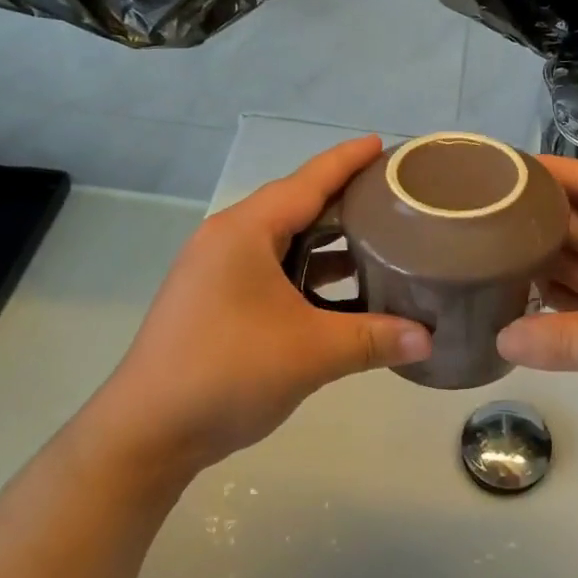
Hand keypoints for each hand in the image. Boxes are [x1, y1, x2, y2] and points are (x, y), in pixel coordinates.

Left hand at [84, 137, 430, 476]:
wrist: (147, 432)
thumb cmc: (227, 373)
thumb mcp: (311, 353)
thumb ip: (374, 339)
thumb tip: (429, 339)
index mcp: (245, 232)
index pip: (307, 182)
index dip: (346, 161)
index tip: (381, 145)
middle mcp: (228, 241)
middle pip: (295, 207)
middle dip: (343, 201)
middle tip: (392, 198)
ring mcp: (217, 272)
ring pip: (284, 243)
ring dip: (327, 243)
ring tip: (378, 241)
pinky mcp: (216, 301)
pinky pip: (272, 272)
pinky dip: (308, 275)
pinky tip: (342, 293)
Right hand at [497, 157, 577, 461]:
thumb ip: (564, 339)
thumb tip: (499, 337)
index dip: (546, 170)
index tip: (498, 171)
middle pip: (575, 222)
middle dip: (531, 219)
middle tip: (475, 222)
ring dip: (541, 263)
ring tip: (485, 261)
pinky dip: (556, 303)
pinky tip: (519, 309)